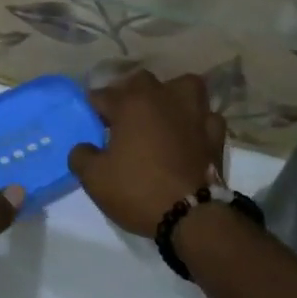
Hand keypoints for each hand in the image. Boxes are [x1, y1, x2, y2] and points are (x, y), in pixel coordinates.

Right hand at [68, 70, 226, 236]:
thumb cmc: (138, 189)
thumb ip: (81, 156)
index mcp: (131, 103)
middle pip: (142, 81)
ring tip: (162, 115)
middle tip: (122, 119)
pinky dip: (198, 122)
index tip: (90, 122)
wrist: (192, 216)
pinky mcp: (215, 134)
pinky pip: (206, 117)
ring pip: (184, 86)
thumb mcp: (94, 178)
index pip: (102, 95)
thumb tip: (84, 148)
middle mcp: (164, 97)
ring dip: (171, 96)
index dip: (93, 108)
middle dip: (129, 94)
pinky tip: (190, 134)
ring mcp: (194, 113)